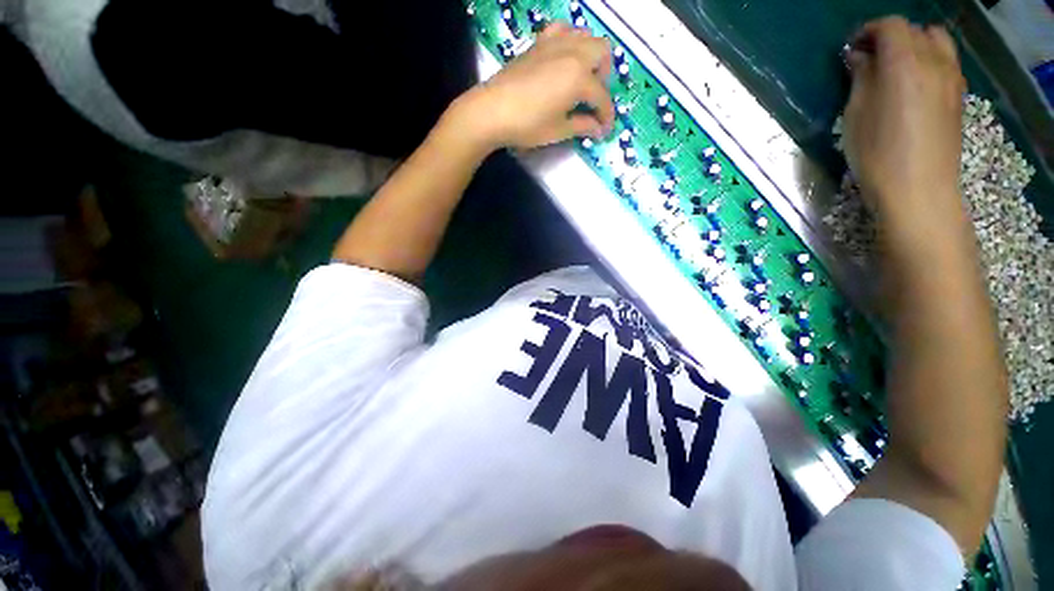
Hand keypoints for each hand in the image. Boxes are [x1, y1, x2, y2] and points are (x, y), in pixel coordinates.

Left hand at [452, 22, 615, 150]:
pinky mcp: (539, 42)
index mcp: (579, 78)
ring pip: (585, 35)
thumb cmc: (528, 124)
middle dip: (604, 76)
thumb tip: (599, 129)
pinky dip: (569, 40)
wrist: (492, 110)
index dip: (606, 116)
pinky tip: (563, 58)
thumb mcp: (558, 130)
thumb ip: (582, 126)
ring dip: (591, 55)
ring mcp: (555, 43)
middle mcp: (573, 53)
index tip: (604, 130)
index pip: (602, 97)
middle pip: (602, 52)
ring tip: (582, 78)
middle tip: (594, 98)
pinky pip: (562, 30)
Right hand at [843, 17, 967, 247]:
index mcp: (905, 62)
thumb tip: (860, 57)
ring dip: (915, 46)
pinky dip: (929, 61)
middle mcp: (934, 61)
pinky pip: (946, 63)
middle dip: (891, 36)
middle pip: (916, 30)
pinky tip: (914, 84)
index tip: (851, 48)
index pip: (890, 26)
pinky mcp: (958, 97)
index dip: (869, 31)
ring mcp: (952, 78)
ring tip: (895, 68)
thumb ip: (861, 78)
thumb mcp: (856, 114)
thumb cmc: (877, 153)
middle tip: (870, 58)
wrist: (919, 190)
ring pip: (937, 42)